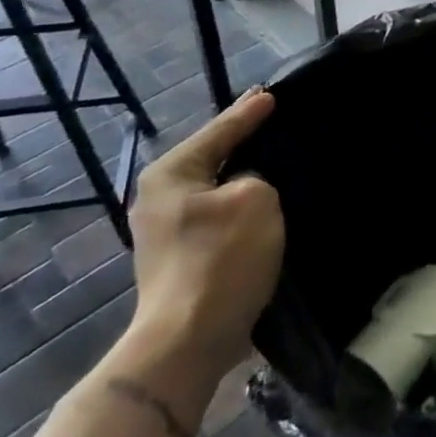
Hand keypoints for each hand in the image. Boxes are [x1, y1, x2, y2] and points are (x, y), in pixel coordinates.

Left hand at [126, 89, 283, 382]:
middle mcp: (159, 198)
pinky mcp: (180, 262)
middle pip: (213, 160)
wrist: (188, 342)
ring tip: (276, 168)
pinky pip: (217, 220)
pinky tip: (264, 212)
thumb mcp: (256, 199)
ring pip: (216, 193)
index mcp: (171, 174)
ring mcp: (165, 233)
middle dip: (243, 146)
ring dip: (244, 184)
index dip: (249, 113)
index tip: (271, 94)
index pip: (219, 130)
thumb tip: (246, 189)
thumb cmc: (221, 260)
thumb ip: (256, 178)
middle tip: (275, 125)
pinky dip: (239, 213)